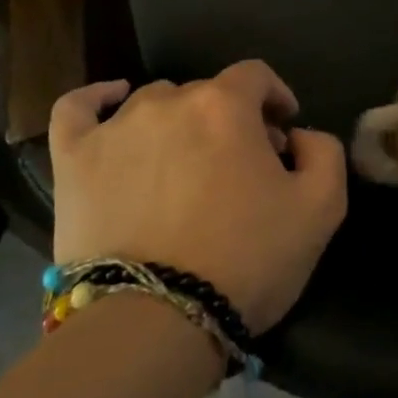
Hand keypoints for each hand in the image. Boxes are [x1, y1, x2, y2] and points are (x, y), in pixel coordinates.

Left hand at [48, 61, 347, 332]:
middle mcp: (168, 102)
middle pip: (206, 93)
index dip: (274, 97)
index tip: (282, 129)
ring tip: (183, 163)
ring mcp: (114, 128)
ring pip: (153, 103)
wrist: (155, 321)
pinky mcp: (73, 159)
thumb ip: (323, 152)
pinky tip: (111, 101)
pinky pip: (77, 109)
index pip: (256, 76)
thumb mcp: (321, 209)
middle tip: (239, 166)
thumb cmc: (245, 261)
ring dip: (177, 122)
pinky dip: (96, 99)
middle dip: (230, 120)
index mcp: (225, 106)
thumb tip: (297, 135)